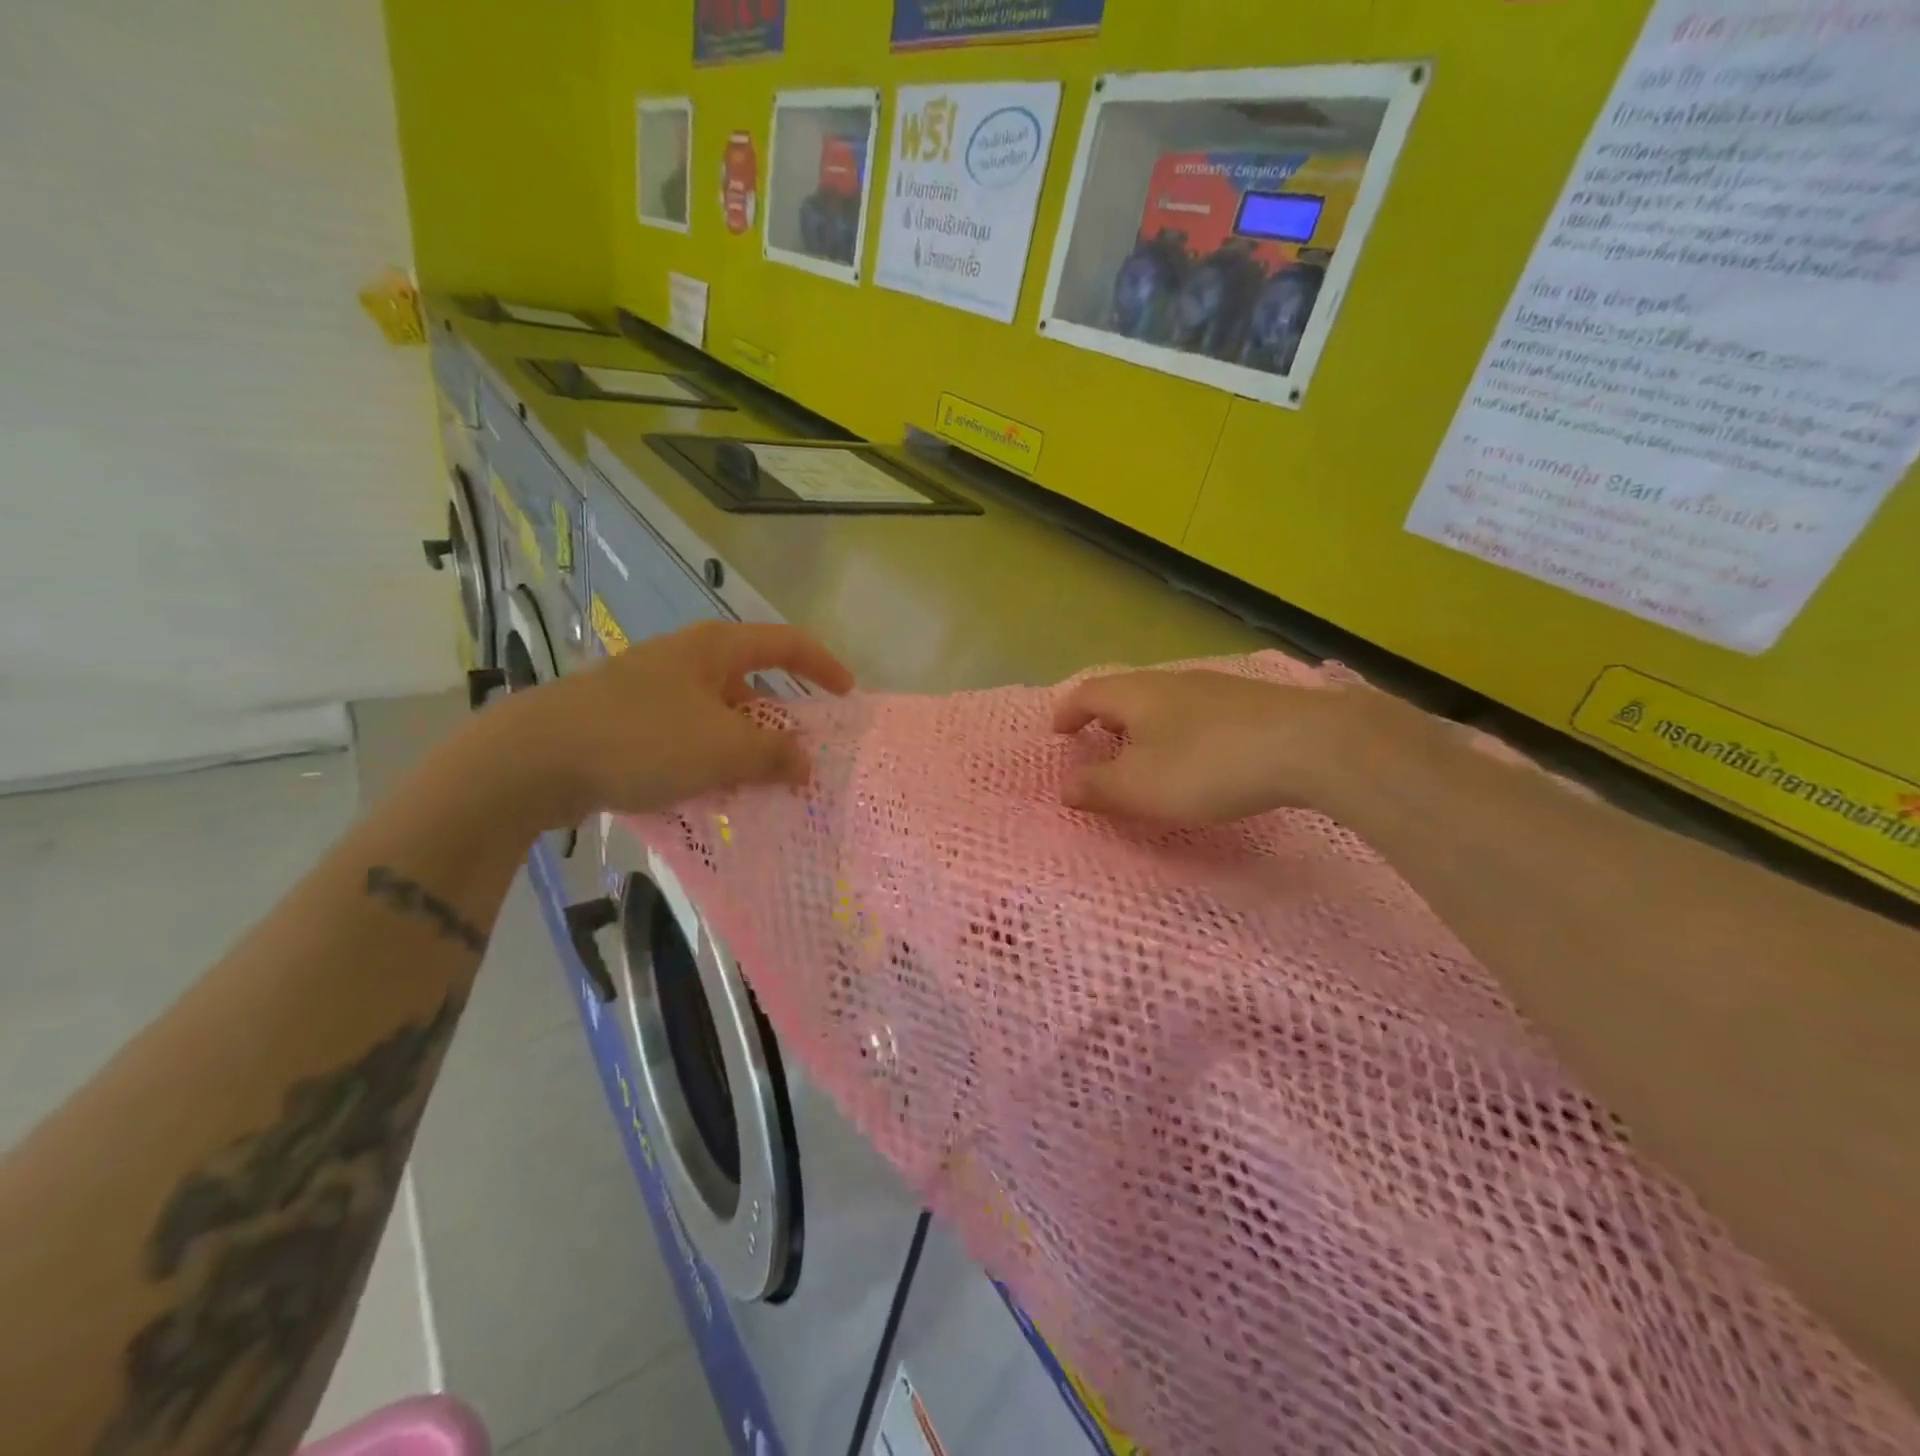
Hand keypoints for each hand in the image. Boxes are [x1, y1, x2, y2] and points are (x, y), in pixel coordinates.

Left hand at [483, 622, 853, 824]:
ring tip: (758, 785)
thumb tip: (805, 762)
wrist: (532, 759)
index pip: (786, 643)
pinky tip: (707, 794)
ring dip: (742, 747)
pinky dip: (707, 761)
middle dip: (780, 719)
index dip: (823, 665)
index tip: (847, 696)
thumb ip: (774, 755)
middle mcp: (685, 660)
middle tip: (800, 757)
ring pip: (717, 715)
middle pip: (751, 682)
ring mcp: (651, 689)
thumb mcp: (722, 749)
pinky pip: (685, 737)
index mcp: (714, 649)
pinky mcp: (625, 721)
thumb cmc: (642, 739)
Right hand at [1052, 668, 1357, 823]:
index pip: (1088, 693)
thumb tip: (1065, 786)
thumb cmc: (1206, 766)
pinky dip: (1180, 729)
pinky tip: (1199, 754)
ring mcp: (1215, 687)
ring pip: (1164, 699)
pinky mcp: (1251, 702)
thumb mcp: (1139, 787)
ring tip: (1146, 752)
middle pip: (1127, 691)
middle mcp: (1172, 681)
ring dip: (1145, 723)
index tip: (1058, 734)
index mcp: (1136, 695)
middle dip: (1106, 717)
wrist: (1307, 744)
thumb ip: (1097, 786)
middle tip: (1099, 743)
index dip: (1068, 713)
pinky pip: (1198, 711)